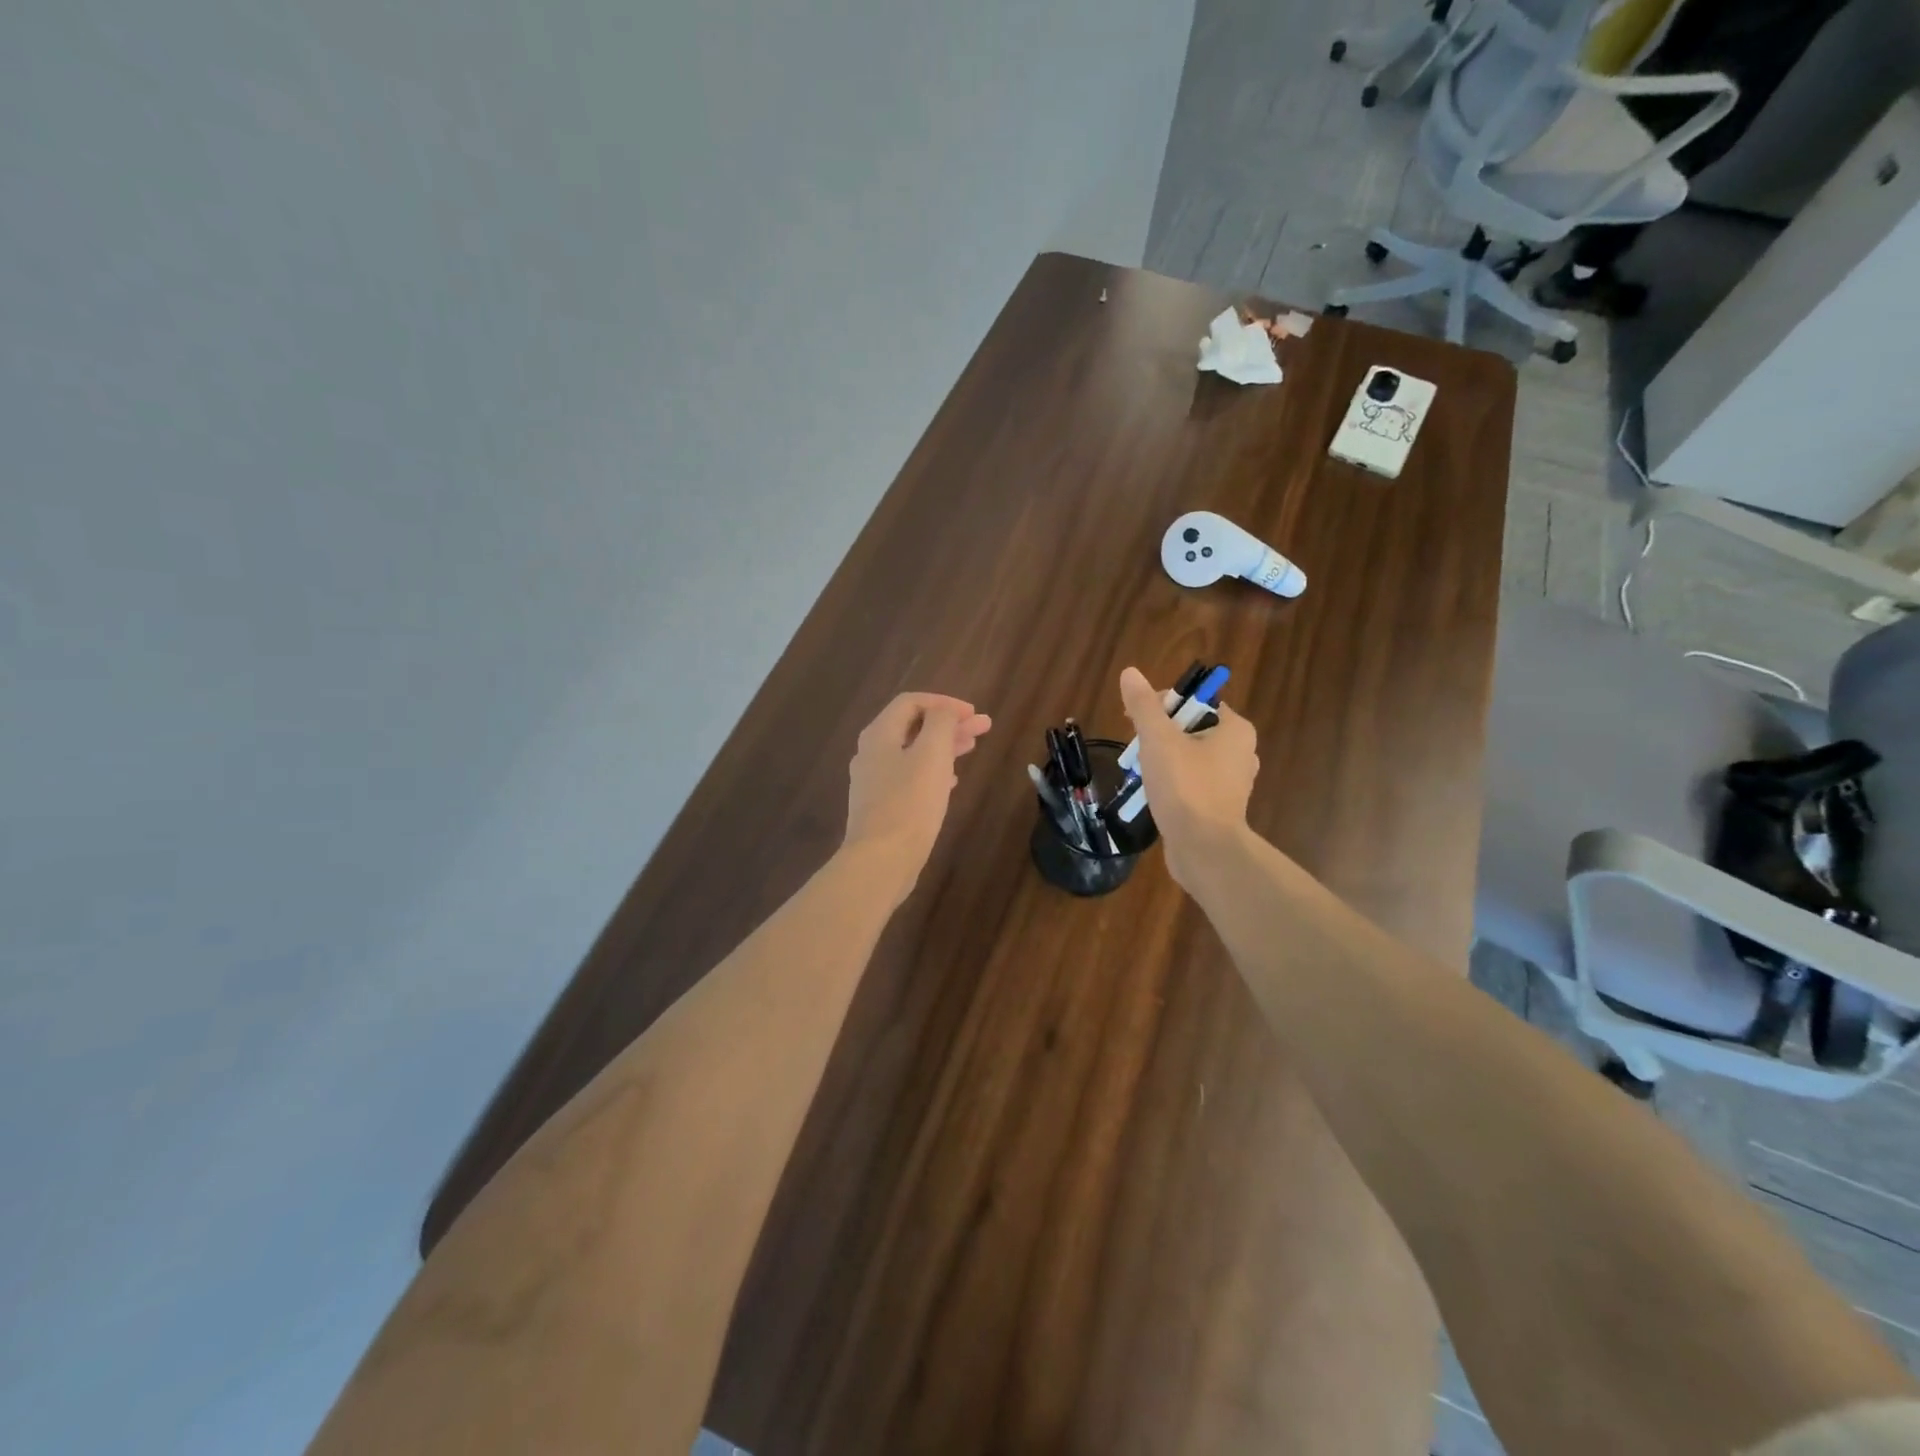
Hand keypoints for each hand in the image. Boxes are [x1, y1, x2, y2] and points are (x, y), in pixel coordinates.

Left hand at [843, 692, 991, 903]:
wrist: (881, 861)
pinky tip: (950, 781)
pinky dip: (933, 771)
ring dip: (943, 746)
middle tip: (983, 728)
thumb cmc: (909, 803)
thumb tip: (945, 712)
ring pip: (913, 752)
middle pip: (913, 727)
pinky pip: (909, 777)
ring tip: (971, 748)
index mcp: (879, 735)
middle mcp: (871, 753)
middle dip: (949, 724)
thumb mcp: (932, 755)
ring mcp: (874, 782)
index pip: (911, 702)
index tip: (973, 714)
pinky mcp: (881, 807)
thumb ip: (941, 723)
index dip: (944, 702)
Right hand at [1118, 666, 1258, 887]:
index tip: (1137, 721)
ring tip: (1141, 773)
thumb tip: (1130, 673)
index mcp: (1235, 730)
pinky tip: (1154, 795)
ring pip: (1189, 758)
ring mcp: (1232, 782)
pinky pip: (1192, 783)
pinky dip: (1172, 784)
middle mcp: (1241, 752)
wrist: (1204, 850)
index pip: (1196, 701)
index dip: (1163, 705)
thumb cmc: (1185, 787)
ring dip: (1163, 761)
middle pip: (1191, 729)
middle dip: (1160, 736)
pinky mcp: (1220, 807)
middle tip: (1137, 750)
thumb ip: (1144, 706)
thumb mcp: (1158, 739)